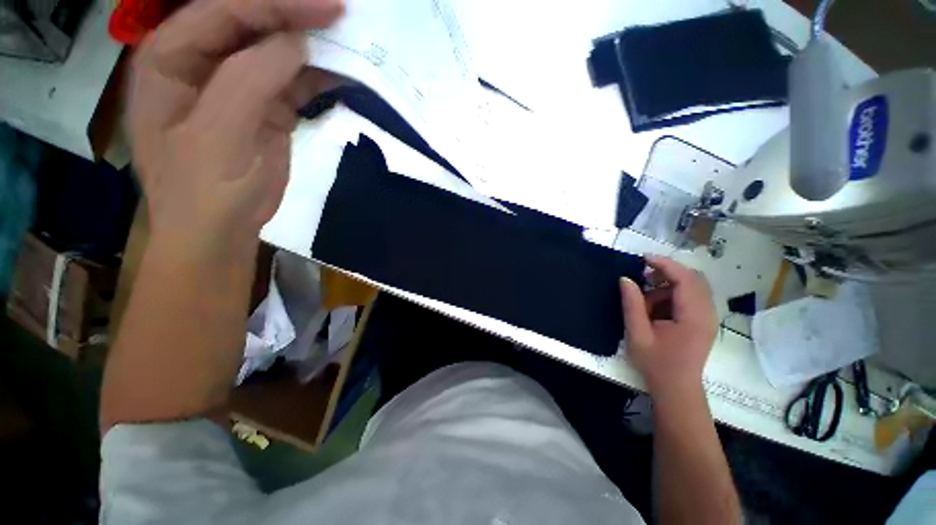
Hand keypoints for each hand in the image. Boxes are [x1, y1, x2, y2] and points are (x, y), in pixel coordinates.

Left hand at [128, 0, 344, 256]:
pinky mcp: (266, 108)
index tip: (327, 6)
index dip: (276, 2)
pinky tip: (342, 74)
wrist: (220, 231)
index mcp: (171, 56)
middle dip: (294, 14)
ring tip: (347, 40)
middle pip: (250, 20)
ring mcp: (237, 84)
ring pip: (276, 49)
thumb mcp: (218, 134)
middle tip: (339, 13)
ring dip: (311, 44)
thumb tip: (296, 44)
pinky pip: (294, 81)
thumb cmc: (204, 189)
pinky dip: (318, 77)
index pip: (225, 9)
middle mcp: (202, 60)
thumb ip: (250, 79)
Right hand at [619, 256, 716, 396]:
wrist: (676, 388)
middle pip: (693, 278)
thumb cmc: (656, 363)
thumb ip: (632, 305)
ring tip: (645, 298)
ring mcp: (707, 317)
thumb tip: (625, 279)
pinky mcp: (703, 321)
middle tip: (642, 277)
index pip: (685, 279)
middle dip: (667, 272)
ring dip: (668, 285)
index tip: (643, 258)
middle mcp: (707, 313)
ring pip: (692, 286)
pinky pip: (691, 297)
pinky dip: (672, 294)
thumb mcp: (637, 334)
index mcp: (694, 317)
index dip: (665, 264)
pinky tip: (655, 307)